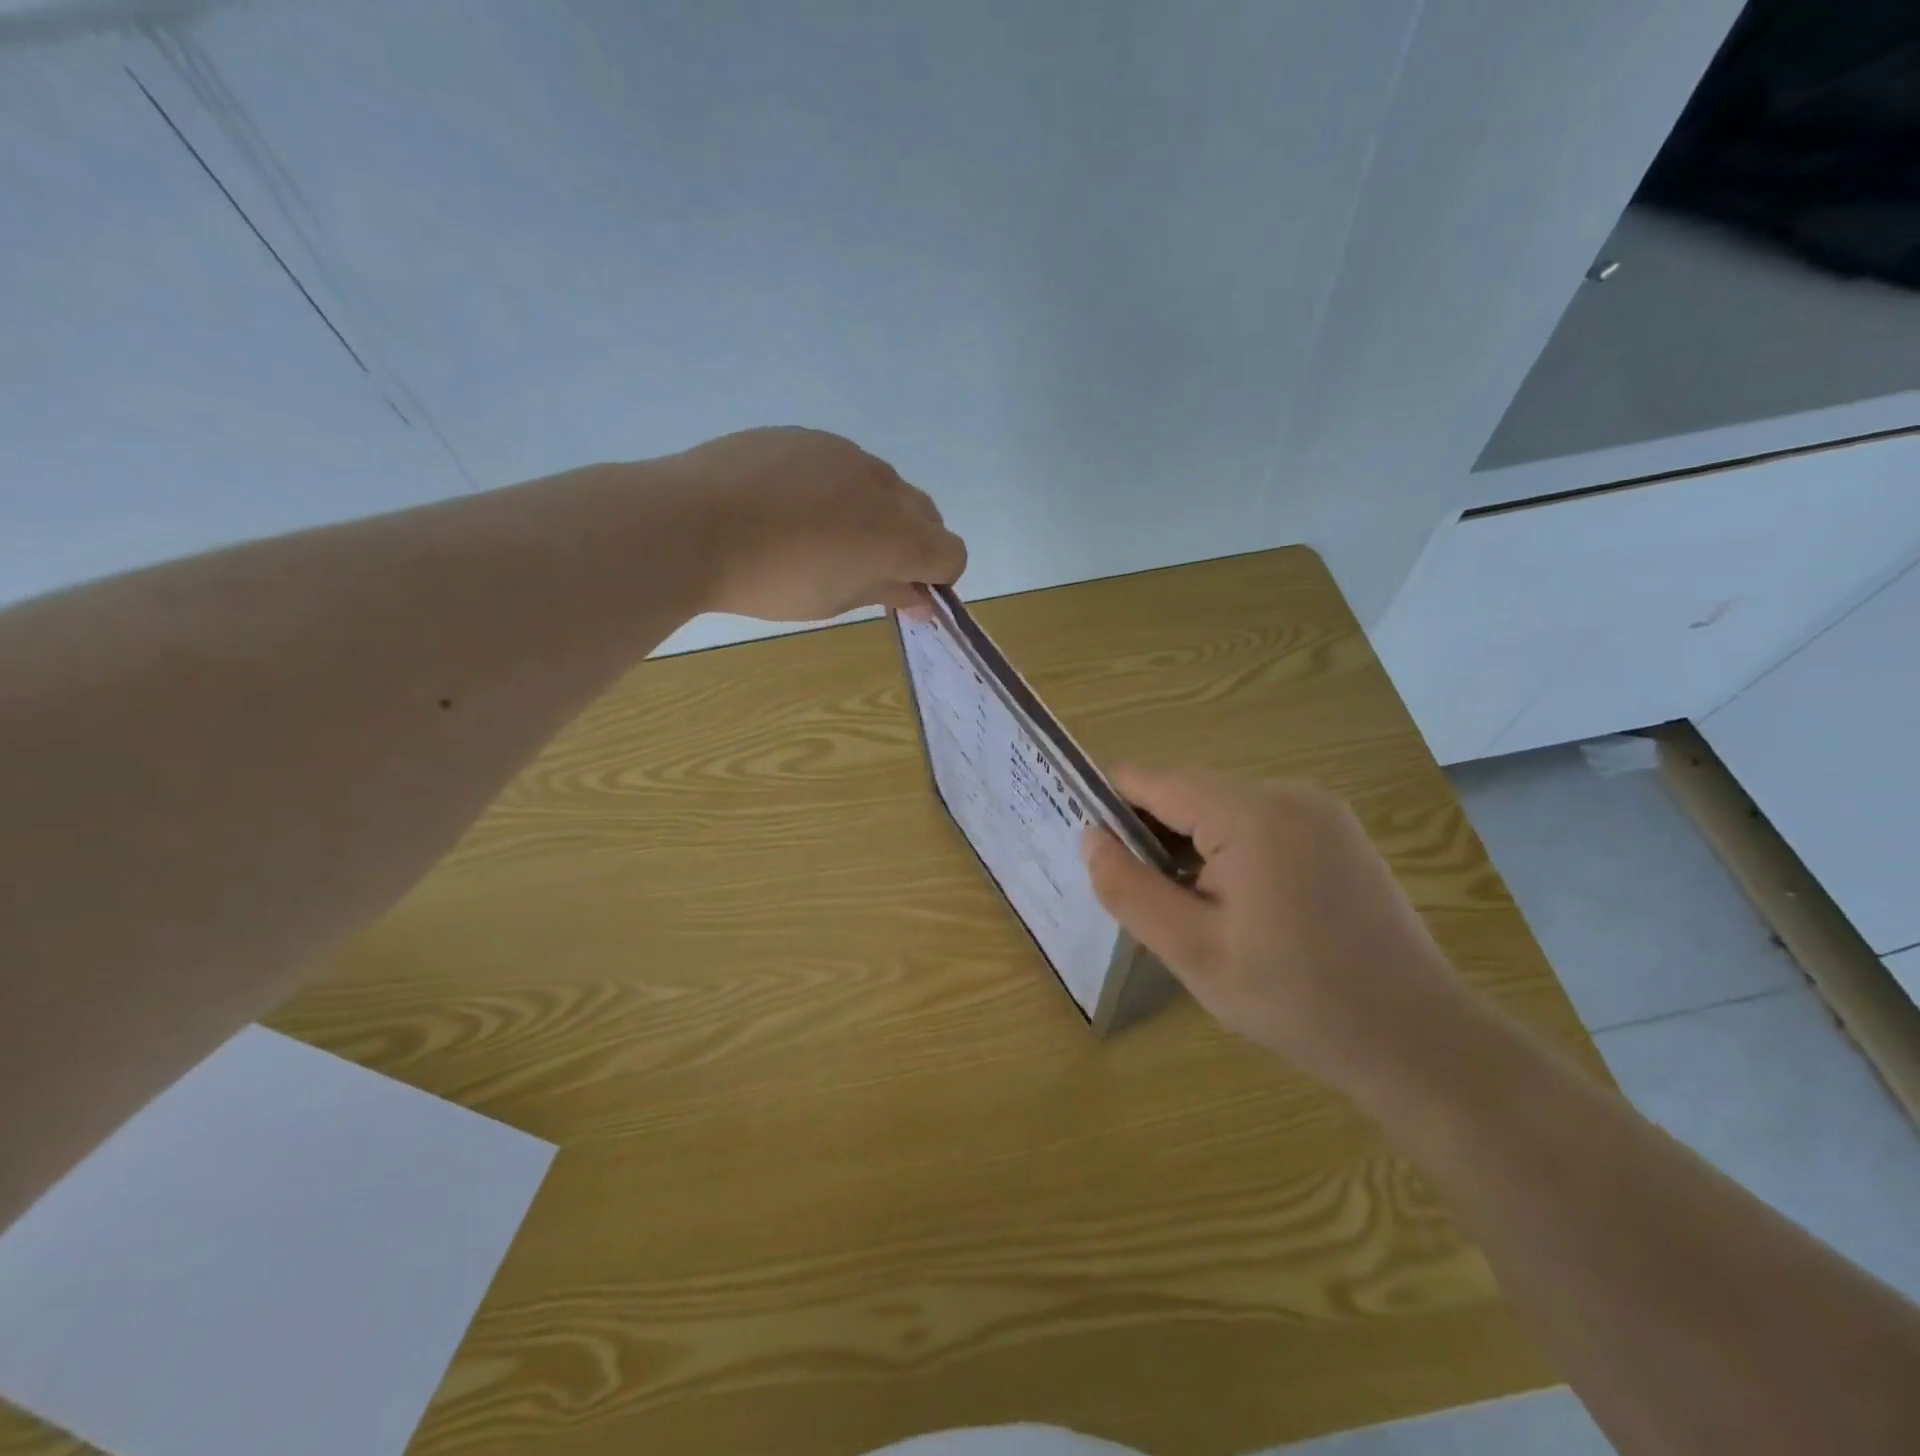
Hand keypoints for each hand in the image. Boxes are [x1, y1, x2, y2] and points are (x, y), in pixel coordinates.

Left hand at [664, 427, 966, 621]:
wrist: (690, 523)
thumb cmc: (768, 581)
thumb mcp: (833, 601)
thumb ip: (886, 592)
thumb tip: (922, 597)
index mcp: (898, 536)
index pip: (952, 553)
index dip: (938, 578)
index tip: (905, 591)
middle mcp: (885, 486)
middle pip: (928, 515)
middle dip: (913, 544)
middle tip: (867, 567)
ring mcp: (847, 453)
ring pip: (886, 486)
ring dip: (876, 513)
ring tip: (820, 533)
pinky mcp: (810, 436)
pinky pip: (844, 464)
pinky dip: (838, 487)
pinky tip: (791, 505)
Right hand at [1083, 765, 1476, 1102]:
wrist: (1418, 1042)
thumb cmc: (1295, 1000)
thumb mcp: (1192, 952)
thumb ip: (1129, 888)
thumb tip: (1090, 837)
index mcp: (1250, 813)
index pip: (1152, 779)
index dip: (1110, 807)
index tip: (1095, 854)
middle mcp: (1289, 793)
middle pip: (1189, 791)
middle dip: (1154, 835)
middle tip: (1148, 902)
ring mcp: (1322, 810)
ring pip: (1223, 808)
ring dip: (1193, 847)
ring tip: (1194, 913)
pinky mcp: (1339, 832)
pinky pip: (1261, 823)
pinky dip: (1232, 851)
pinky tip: (1243, 908)